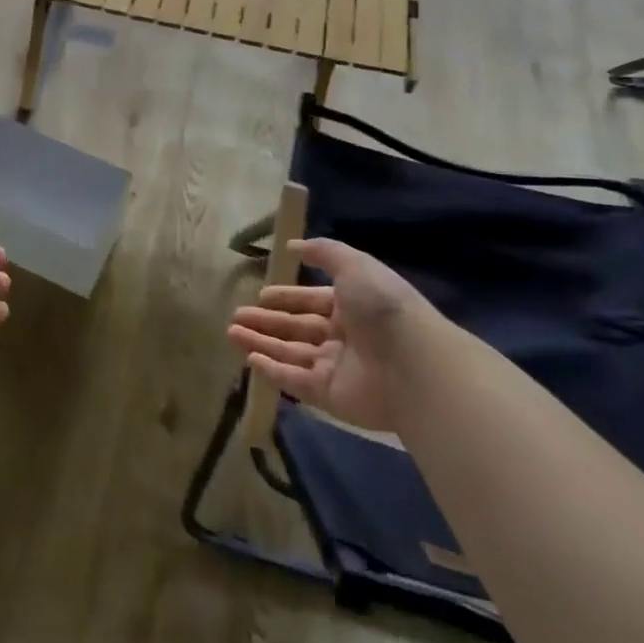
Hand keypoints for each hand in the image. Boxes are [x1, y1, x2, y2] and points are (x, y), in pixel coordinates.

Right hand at [226, 238, 438, 434]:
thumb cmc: (382, 306)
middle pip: (297, 328)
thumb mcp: (354, 265)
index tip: (262, 295)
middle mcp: (344, 337)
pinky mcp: (329, 396)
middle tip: (237, 316)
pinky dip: (272, 371)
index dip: (288, 297)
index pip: (312, 301)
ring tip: (231, 333)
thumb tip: (293, 246)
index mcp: (352, 306)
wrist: (412, 362)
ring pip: (291, 353)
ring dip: (261, 343)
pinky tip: (249, 359)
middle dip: (267, 322)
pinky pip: (295, 381)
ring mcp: (336, 368)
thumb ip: (324, 252)